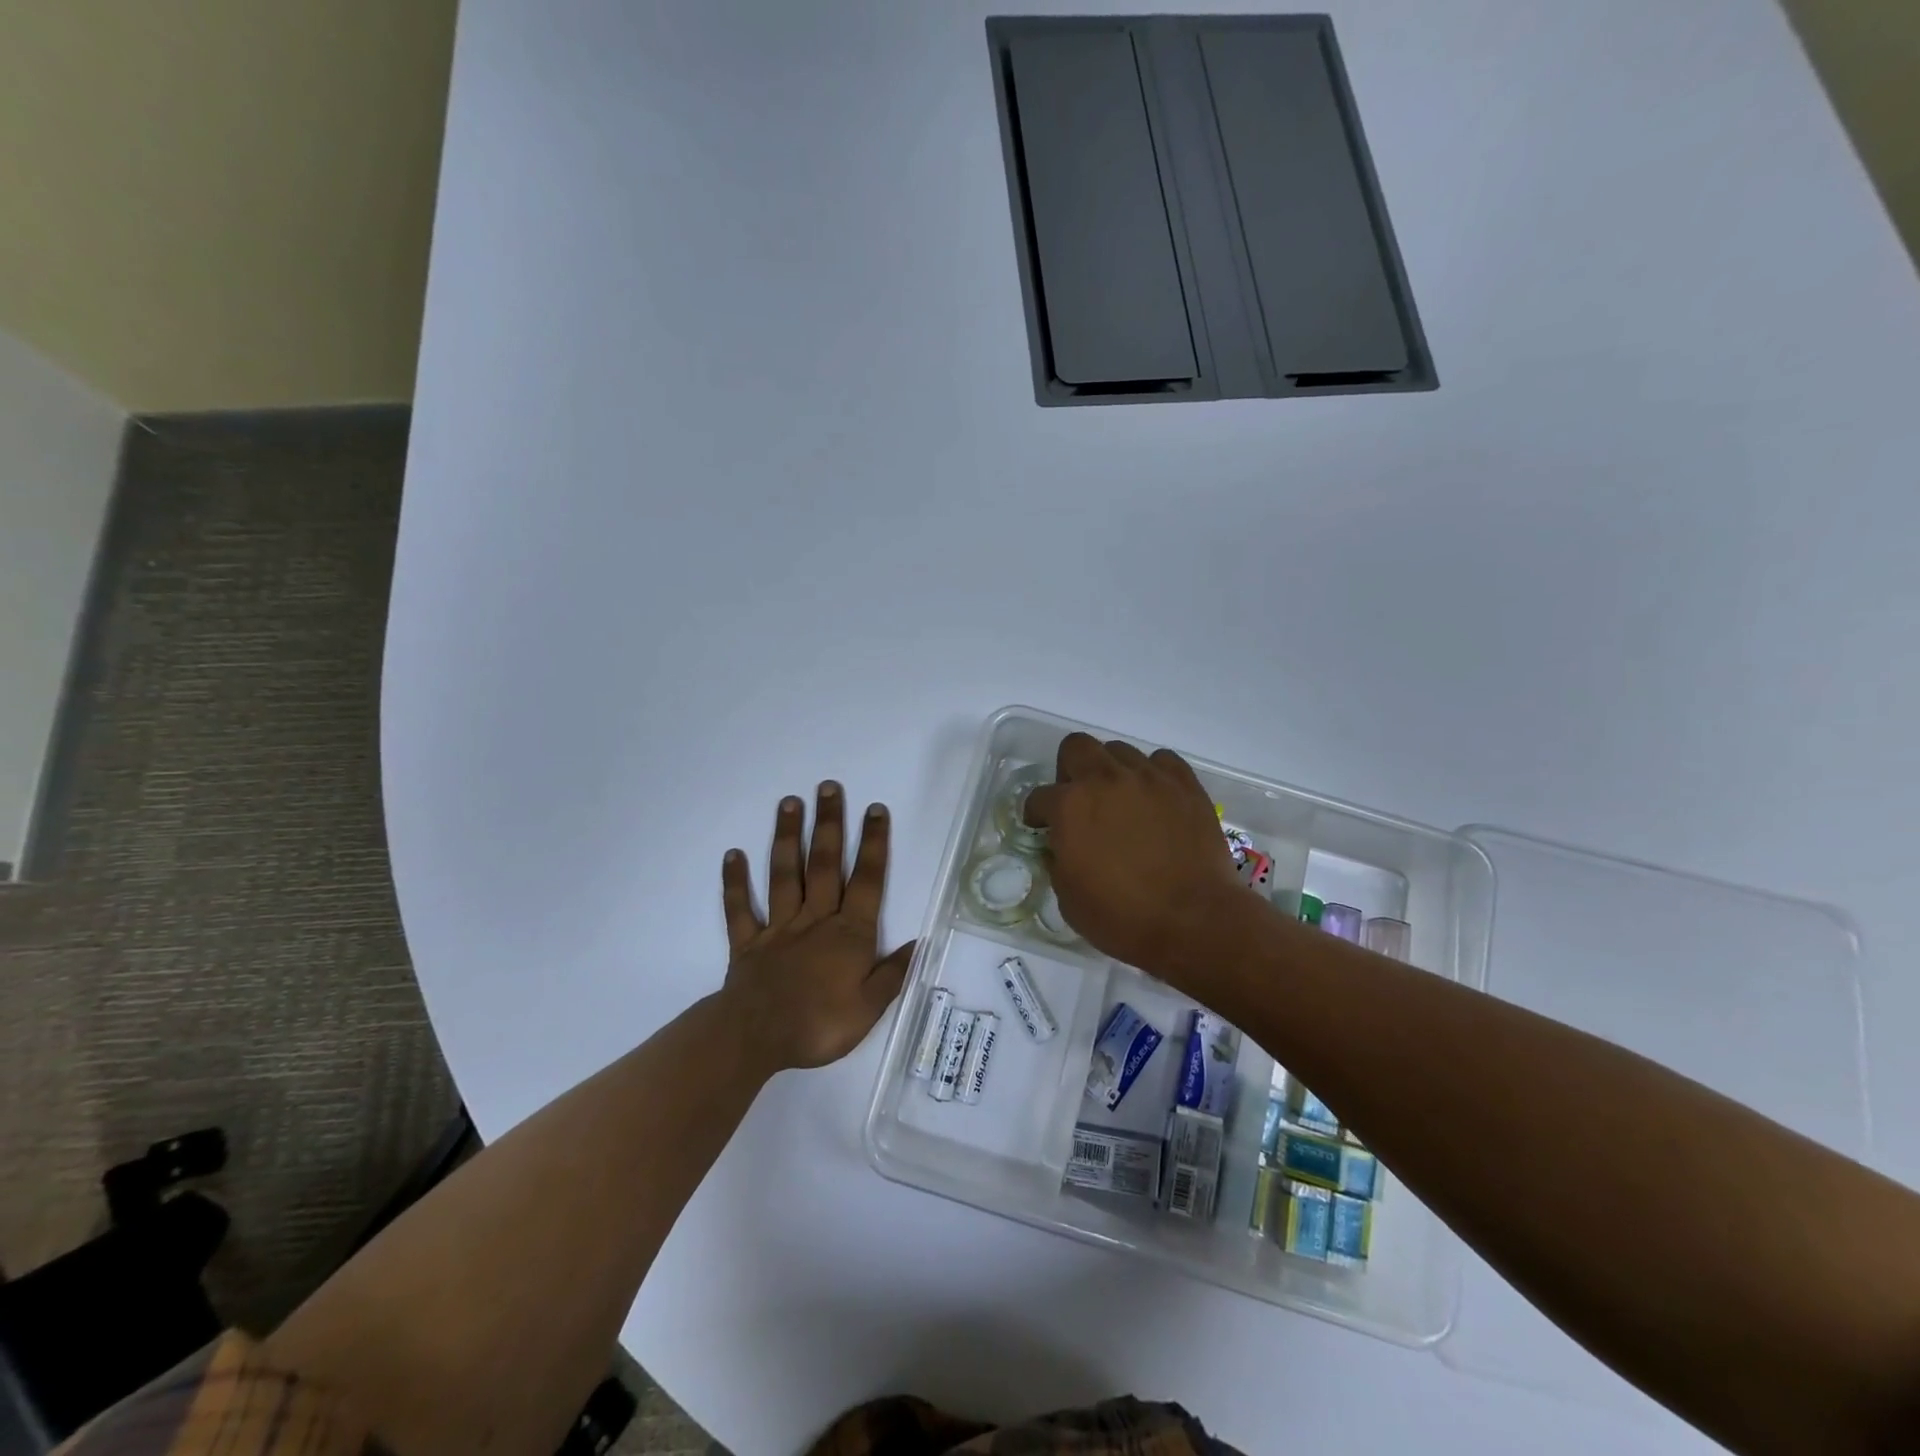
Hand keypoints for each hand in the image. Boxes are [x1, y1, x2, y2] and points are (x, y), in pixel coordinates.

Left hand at [720, 783, 914, 1073]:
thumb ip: (892, 973)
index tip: (874, 809)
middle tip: (828, 787)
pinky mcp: (748, 942)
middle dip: (829, 824)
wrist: (757, 1038)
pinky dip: (735, 882)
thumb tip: (917, 943)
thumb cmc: (819, 1024)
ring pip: (784, 875)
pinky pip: (740, 908)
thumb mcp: (869, 1007)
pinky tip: (732, 854)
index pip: (867, 880)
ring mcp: (779, 927)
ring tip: (789, 802)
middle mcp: (815, 919)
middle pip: (824, 864)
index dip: (873, 844)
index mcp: (848, 933)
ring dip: (788, 837)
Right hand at [1024, 735, 1246, 981]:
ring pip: (1120, 751)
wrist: (1194, 922)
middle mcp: (1106, 779)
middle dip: (1069, 770)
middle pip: (1076, 747)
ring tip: (1120, 801)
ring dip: (1111, 771)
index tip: (1042, 828)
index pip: (1039, 796)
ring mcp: (1149, 778)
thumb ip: (1058, 860)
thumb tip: (1062, 846)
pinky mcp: (1185, 785)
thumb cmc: (1122, 918)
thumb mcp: (1068, 898)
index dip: (1036, 814)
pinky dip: (1153, 774)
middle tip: (1078, 800)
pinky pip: (1162, 761)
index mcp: (1070, 806)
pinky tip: (1154, 799)